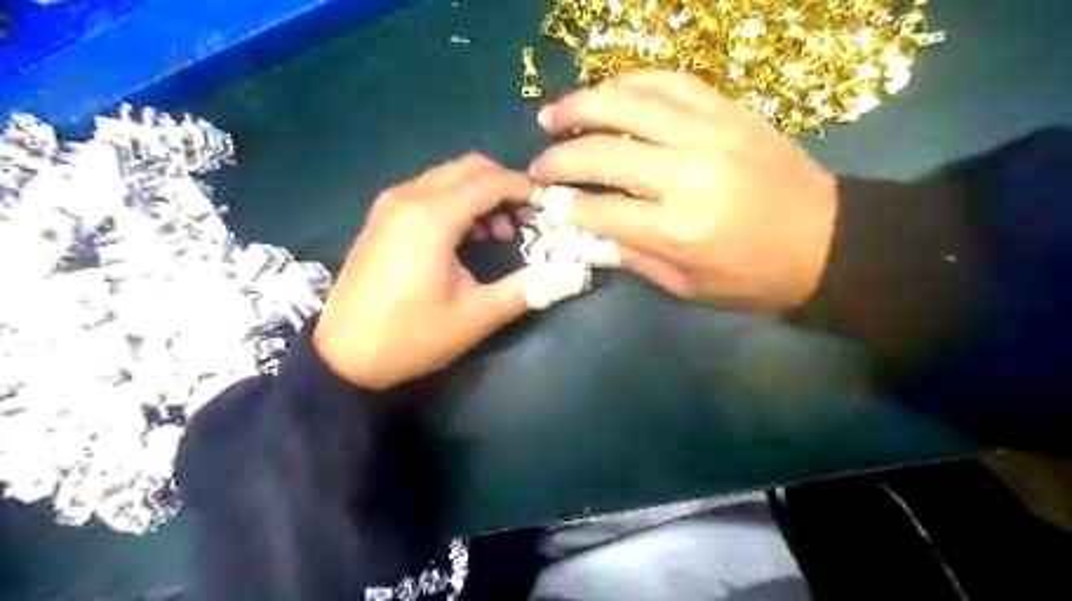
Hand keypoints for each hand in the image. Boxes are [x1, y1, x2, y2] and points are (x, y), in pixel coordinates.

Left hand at [316, 152, 536, 388]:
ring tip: (500, 233)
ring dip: (482, 194)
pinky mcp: (382, 215)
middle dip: (505, 187)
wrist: (343, 356)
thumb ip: (526, 289)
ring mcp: (391, 203)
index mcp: (431, 217)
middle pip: (470, 167)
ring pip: (449, 176)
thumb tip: (569, 273)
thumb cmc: (411, 337)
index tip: (549, 209)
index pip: (491, 181)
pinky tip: (467, 236)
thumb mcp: (475, 317)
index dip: (526, 190)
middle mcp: (409, 196)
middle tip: (526, 221)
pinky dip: (458, 201)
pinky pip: (430, 190)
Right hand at [528, 71, 836, 310]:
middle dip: (559, 157)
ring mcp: (710, 133)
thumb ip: (634, 257)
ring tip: (552, 115)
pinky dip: (630, 83)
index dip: (566, 205)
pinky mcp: (730, 111)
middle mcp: (688, 174)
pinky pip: (670, 82)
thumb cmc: (754, 277)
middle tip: (536, 162)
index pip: (600, 209)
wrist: (829, 242)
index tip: (547, 203)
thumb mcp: (688, 287)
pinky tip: (607, 91)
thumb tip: (591, 229)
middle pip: (604, 152)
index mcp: (677, 229)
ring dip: (581, 105)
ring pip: (630, 104)